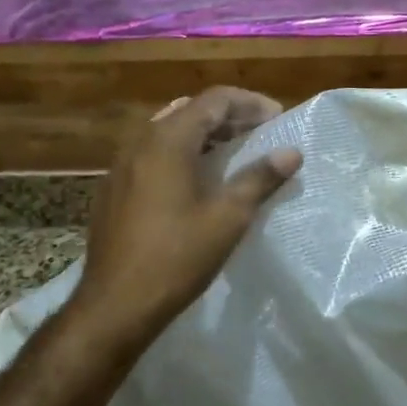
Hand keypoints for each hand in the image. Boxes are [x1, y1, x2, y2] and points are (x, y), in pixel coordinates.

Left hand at [74, 88, 301, 344]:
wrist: (115, 305)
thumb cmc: (177, 257)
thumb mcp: (228, 217)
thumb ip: (260, 178)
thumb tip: (291, 152)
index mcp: (168, 140)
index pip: (214, 100)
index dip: (250, 103)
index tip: (278, 118)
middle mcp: (140, 142)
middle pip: (190, 110)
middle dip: (229, 116)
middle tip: (260, 132)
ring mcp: (122, 165)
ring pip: (169, 131)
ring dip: (205, 134)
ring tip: (235, 151)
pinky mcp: (115, 188)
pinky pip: (153, 153)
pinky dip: (182, 152)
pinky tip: (198, 179)